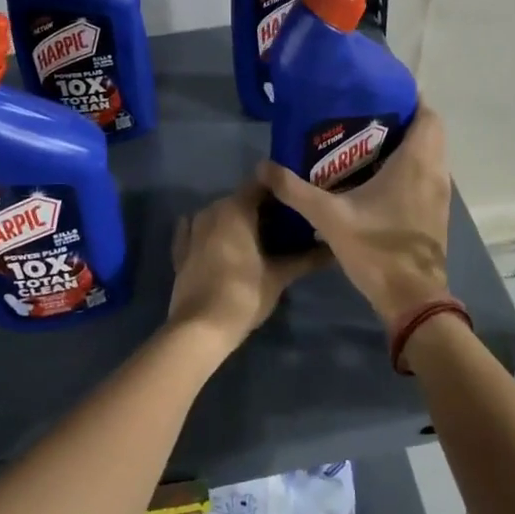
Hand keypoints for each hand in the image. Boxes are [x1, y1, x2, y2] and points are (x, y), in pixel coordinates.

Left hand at [169, 177, 332, 351]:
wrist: (200, 328)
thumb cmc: (243, 294)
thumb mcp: (279, 276)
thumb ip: (306, 258)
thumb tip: (333, 250)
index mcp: (235, 208)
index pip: (262, 184)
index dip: (281, 190)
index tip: (299, 201)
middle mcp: (211, 210)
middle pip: (242, 199)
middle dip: (263, 209)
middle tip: (287, 225)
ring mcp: (192, 229)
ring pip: (221, 215)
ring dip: (239, 222)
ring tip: (262, 239)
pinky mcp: (181, 250)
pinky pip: (200, 232)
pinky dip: (214, 235)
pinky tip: (225, 243)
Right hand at [258, 107, 450, 327]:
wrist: (412, 299)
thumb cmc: (377, 250)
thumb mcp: (329, 217)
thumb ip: (295, 190)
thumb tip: (263, 166)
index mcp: (416, 163)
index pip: (428, 115)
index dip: (410, 98)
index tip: (380, 90)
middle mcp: (435, 172)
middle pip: (428, 132)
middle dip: (402, 119)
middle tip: (364, 114)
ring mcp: (439, 194)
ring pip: (429, 155)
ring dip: (406, 144)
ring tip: (366, 140)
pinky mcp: (435, 212)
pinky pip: (426, 175)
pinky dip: (408, 166)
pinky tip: (375, 176)